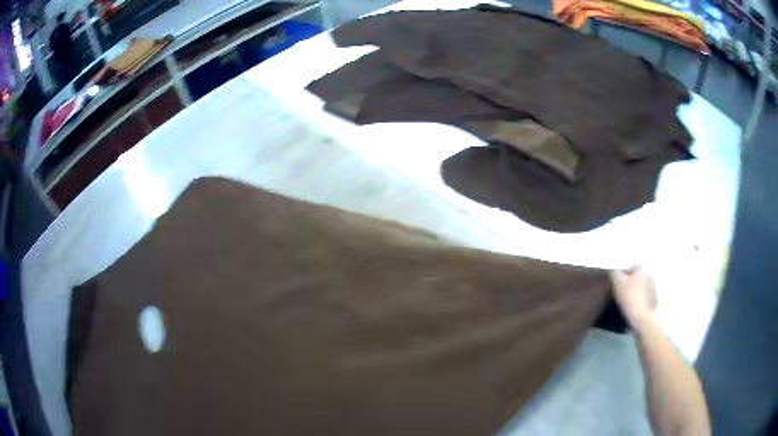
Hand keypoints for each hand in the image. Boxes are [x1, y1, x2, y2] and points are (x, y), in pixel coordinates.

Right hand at [610, 266, 657, 329]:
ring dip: (636, 293)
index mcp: (643, 269)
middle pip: (638, 278)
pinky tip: (633, 308)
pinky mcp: (654, 302)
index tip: (618, 284)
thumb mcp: (617, 283)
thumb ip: (615, 273)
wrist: (642, 318)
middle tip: (621, 293)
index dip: (624, 274)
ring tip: (627, 303)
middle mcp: (651, 276)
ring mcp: (654, 290)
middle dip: (631, 283)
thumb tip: (614, 272)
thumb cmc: (630, 297)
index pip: (633, 267)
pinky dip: (639, 302)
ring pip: (641, 288)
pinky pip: (644, 299)